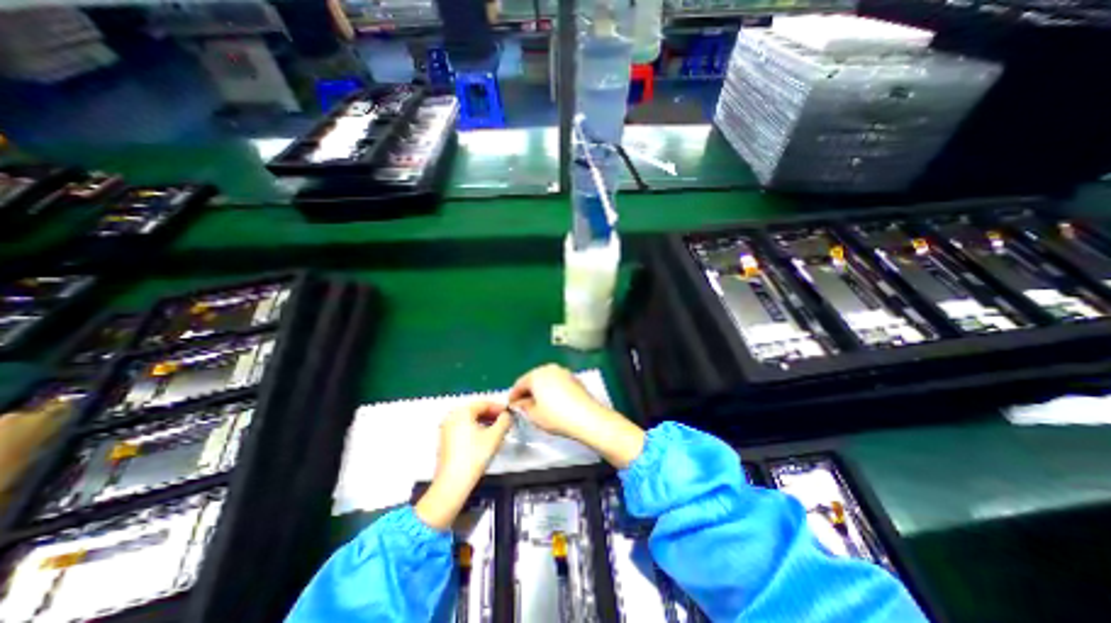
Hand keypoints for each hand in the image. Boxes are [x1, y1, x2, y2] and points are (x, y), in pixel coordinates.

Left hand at [417, 398, 510, 529]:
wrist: (453, 484)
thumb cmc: (474, 456)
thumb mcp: (495, 436)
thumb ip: (504, 421)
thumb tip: (507, 415)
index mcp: (462, 412)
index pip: (484, 403)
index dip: (498, 407)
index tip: (510, 414)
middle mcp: (452, 417)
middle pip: (476, 411)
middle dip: (492, 415)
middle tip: (505, 422)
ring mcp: (446, 429)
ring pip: (470, 420)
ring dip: (485, 423)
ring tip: (498, 431)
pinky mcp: (445, 441)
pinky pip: (464, 429)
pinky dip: (476, 430)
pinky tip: (485, 440)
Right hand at [510, 366, 648, 465]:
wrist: (586, 417)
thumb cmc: (556, 416)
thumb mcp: (534, 414)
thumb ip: (523, 406)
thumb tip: (520, 403)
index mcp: (536, 375)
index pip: (520, 383)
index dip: (513, 395)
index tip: (510, 405)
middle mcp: (549, 368)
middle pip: (533, 379)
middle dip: (527, 391)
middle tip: (522, 404)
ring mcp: (563, 372)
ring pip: (546, 380)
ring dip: (540, 390)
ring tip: (537, 404)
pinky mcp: (574, 379)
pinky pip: (557, 382)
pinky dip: (552, 390)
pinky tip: (553, 402)